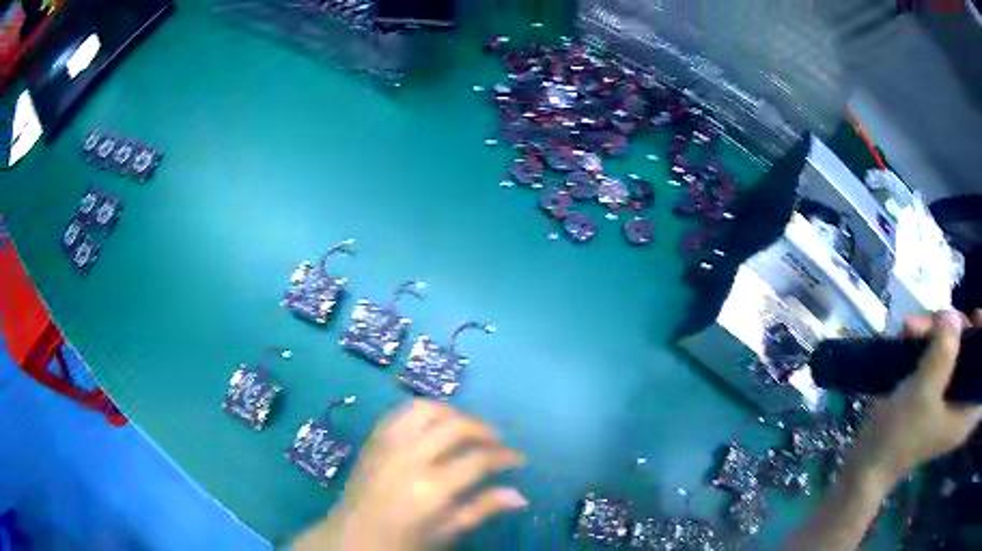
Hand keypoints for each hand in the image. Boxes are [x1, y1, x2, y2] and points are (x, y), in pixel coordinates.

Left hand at [294, 400, 527, 550]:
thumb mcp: (446, 532)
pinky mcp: (374, 439)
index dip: (505, 456)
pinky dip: (424, 412)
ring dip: (453, 413)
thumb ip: (481, 509)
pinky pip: (401, 412)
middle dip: (484, 429)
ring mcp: (388, 444)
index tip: (518, 459)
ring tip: (467, 428)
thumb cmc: (403, 541)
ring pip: (427, 409)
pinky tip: (434, 426)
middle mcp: (410, 457)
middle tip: (497, 442)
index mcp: (431, 488)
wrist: (352, 536)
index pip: (478, 459)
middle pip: (456, 426)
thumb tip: (520, 496)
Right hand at [849, 310, 981, 486]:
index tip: (973, 317)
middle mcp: (963, 400)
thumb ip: (942, 353)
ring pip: (957, 345)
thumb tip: (952, 315)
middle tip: (936, 320)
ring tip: (911, 328)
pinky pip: (943, 352)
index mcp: (966, 410)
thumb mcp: (922, 395)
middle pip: (972, 347)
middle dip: (956, 326)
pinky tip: (911, 335)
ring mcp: (951, 395)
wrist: (867, 463)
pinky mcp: (938, 390)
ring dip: (938, 330)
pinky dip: (929, 339)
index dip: (981, 336)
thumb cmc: (898, 437)